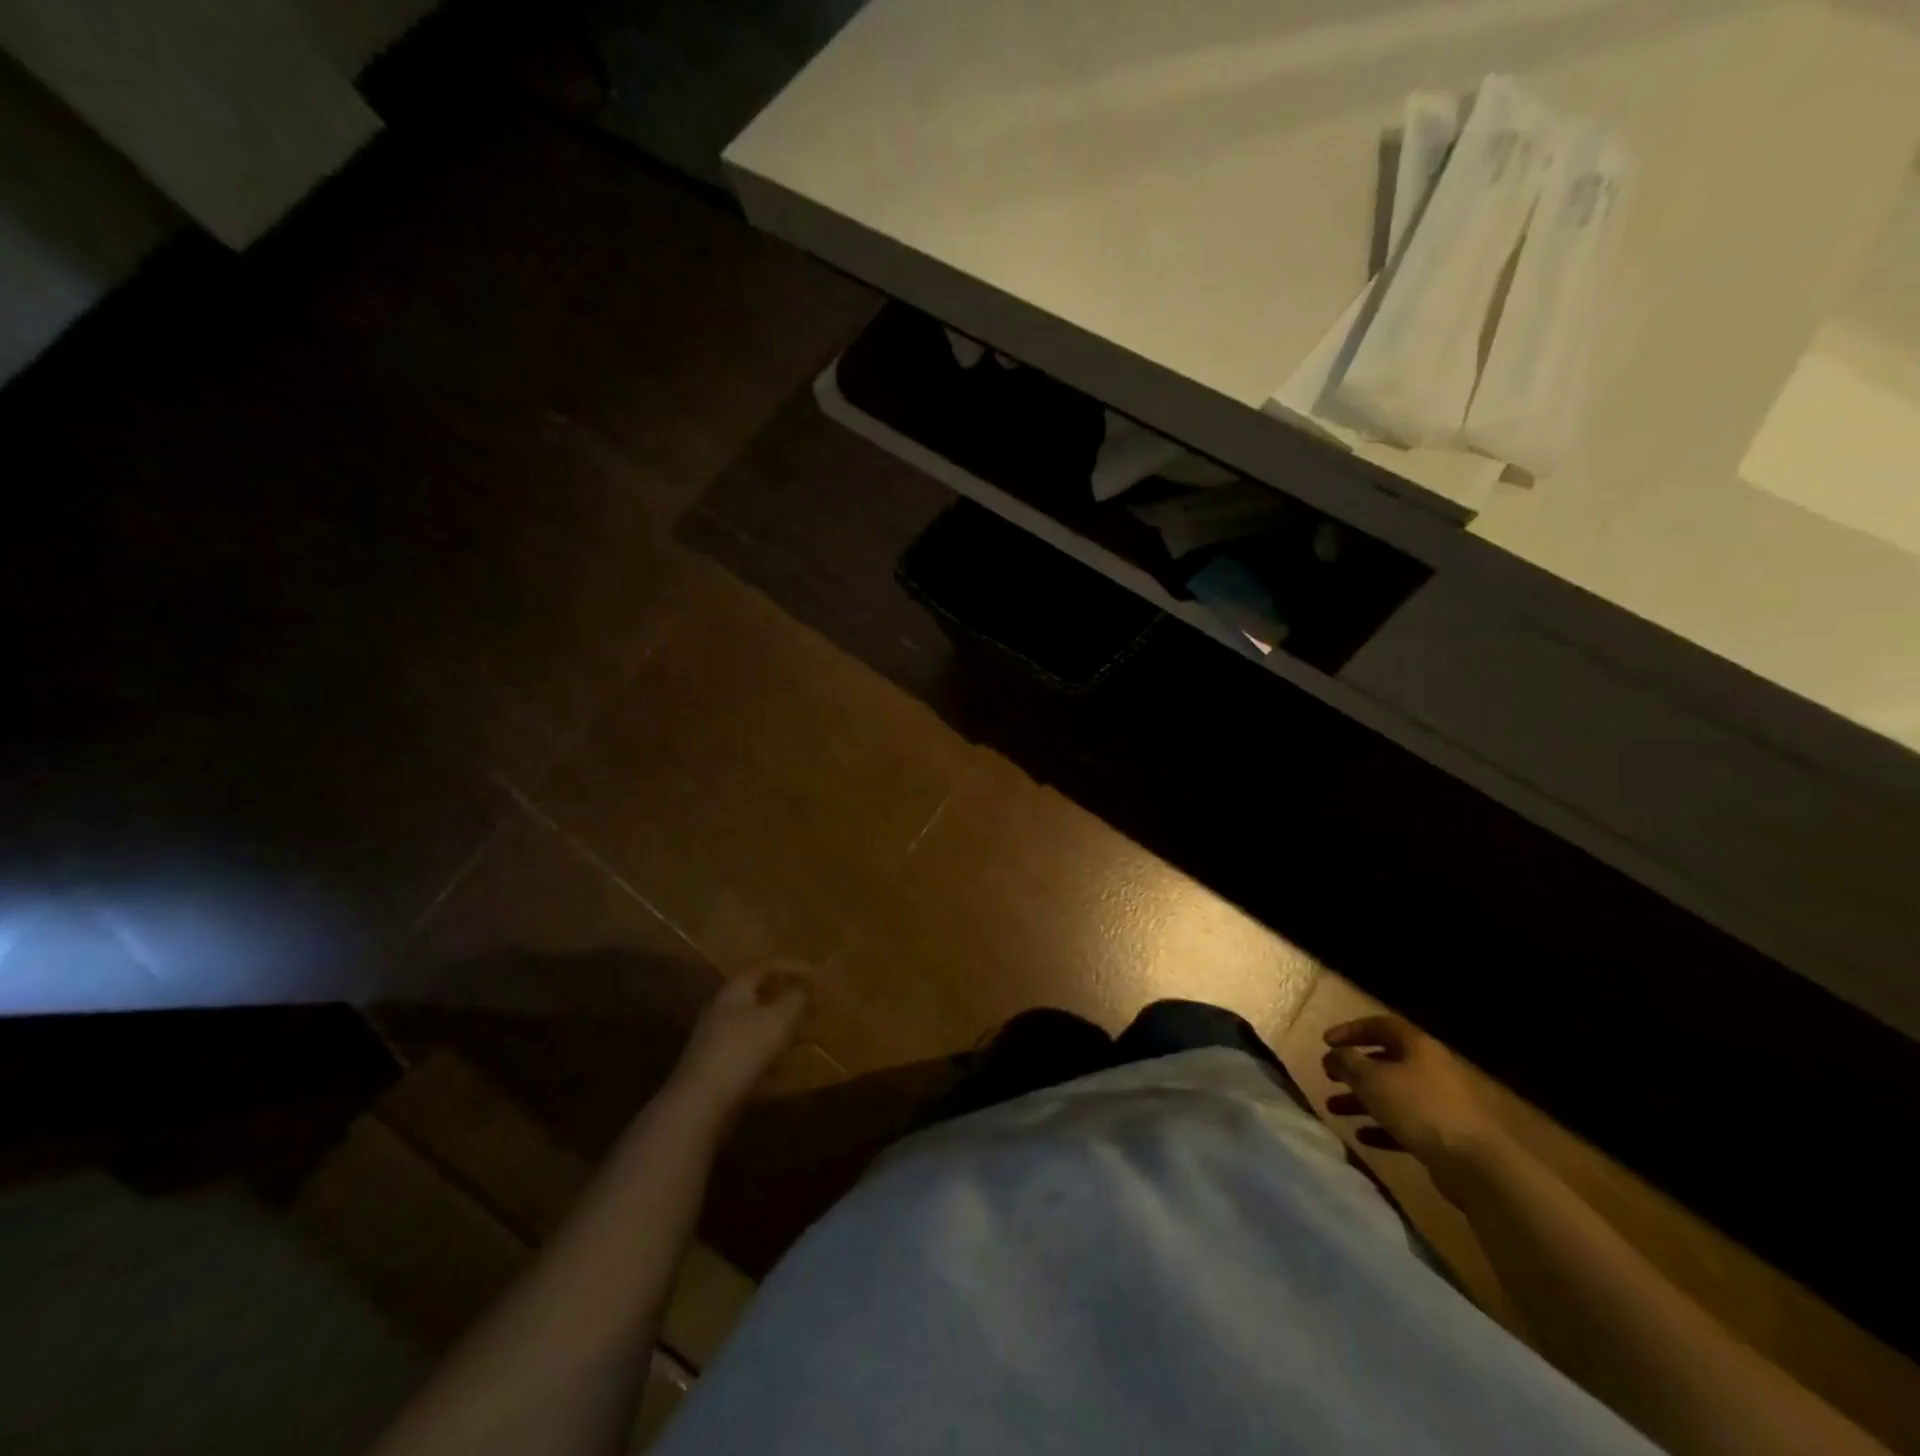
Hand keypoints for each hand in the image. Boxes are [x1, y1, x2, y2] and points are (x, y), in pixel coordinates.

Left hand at [671, 960, 816, 1115]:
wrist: (699, 1103)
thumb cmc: (742, 1050)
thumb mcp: (779, 1019)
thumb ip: (796, 999)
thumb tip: (806, 987)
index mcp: (735, 989)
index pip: (767, 966)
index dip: (794, 967)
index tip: (817, 976)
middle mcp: (723, 1007)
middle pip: (759, 992)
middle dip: (788, 995)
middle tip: (813, 1002)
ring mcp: (718, 1037)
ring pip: (756, 1020)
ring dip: (782, 1022)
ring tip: (807, 1031)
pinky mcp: (718, 1064)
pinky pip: (752, 1045)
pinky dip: (772, 1047)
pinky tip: (787, 1062)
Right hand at [1321, 1015, 1509, 1196]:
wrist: (1477, 1166)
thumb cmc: (1419, 1109)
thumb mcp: (1372, 1079)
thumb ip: (1347, 1062)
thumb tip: (1334, 1055)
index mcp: (1418, 1047)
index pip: (1380, 1026)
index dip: (1351, 1030)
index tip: (1326, 1042)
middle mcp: (1431, 1069)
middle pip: (1386, 1061)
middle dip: (1354, 1069)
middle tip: (1329, 1076)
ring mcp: (1441, 1104)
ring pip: (1393, 1095)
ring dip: (1362, 1100)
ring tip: (1334, 1109)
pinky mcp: (1445, 1135)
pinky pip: (1406, 1124)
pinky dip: (1382, 1127)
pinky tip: (1362, 1137)